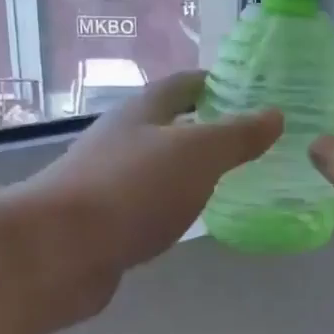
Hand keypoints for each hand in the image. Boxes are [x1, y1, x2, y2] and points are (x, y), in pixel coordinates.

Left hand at [26, 71, 280, 315]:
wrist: (59, 250)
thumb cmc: (132, 189)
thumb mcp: (196, 154)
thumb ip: (236, 136)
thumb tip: (274, 114)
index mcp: (142, 113)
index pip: (182, 85)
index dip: (214, 83)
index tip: (248, 90)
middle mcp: (121, 141)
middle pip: (167, 125)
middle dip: (204, 127)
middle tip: (248, 139)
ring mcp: (108, 182)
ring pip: (157, 167)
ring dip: (188, 169)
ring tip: (229, 178)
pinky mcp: (104, 222)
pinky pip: (148, 204)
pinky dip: (173, 205)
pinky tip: (191, 219)